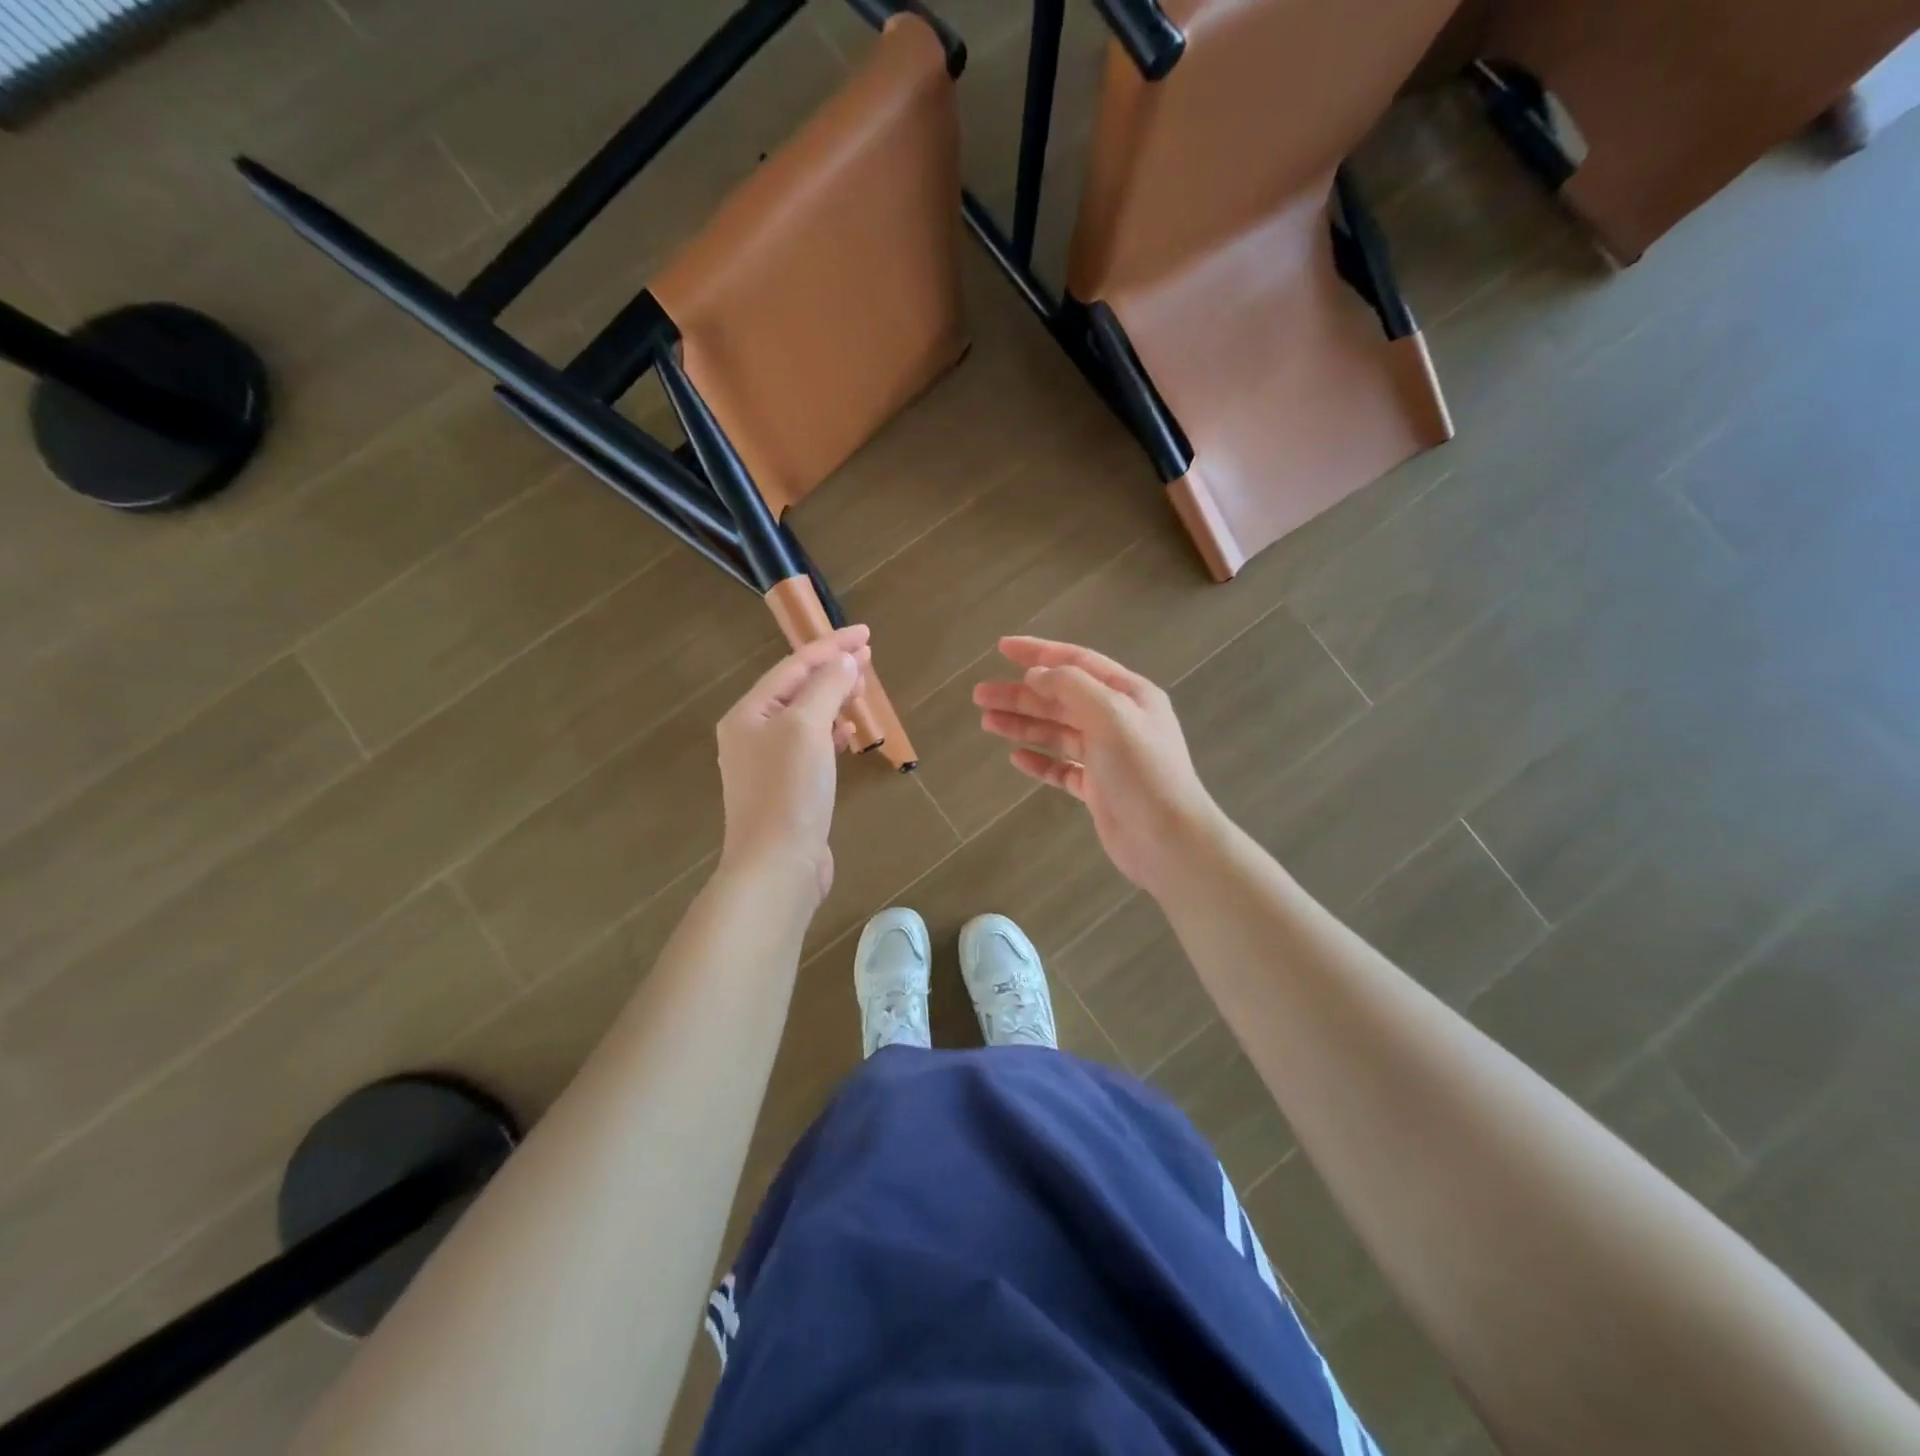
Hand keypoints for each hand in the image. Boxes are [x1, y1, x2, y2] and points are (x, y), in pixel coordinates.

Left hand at [716, 625, 869, 901]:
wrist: (777, 866)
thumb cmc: (789, 791)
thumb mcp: (807, 728)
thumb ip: (826, 687)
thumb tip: (845, 661)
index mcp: (749, 714)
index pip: (793, 666)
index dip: (831, 646)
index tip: (866, 634)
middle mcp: (752, 735)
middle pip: (796, 690)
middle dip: (831, 671)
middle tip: (868, 660)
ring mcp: (767, 765)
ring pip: (804, 718)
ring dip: (832, 700)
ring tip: (861, 691)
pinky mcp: (786, 790)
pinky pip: (810, 747)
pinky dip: (830, 733)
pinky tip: (848, 734)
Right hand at [974, 637, 1224, 896]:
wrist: (1168, 840)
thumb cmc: (1142, 772)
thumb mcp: (1111, 716)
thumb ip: (1072, 687)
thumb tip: (1037, 673)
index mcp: (1128, 695)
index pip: (1077, 662)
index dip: (1039, 653)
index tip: (1002, 648)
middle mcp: (1118, 720)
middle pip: (1061, 698)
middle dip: (1021, 694)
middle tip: (980, 695)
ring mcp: (1107, 756)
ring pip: (1057, 732)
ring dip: (1023, 724)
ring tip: (987, 722)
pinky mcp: (1097, 789)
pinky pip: (1062, 768)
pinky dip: (1040, 760)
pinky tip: (1016, 757)